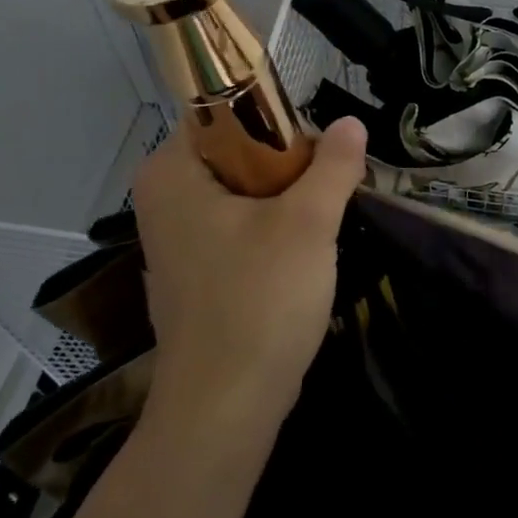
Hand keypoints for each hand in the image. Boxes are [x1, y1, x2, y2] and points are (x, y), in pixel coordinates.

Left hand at [132, 117, 367, 437]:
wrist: (225, 409)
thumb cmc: (259, 301)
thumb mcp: (308, 223)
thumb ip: (333, 165)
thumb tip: (352, 122)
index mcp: (172, 171)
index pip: (224, 108)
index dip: (278, 115)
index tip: (322, 143)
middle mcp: (165, 198)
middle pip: (238, 149)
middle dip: (292, 162)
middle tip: (334, 180)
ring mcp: (178, 238)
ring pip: (245, 190)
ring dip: (289, 196)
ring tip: (329, 211)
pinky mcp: (197, 272)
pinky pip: (241, 227)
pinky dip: (274, 228)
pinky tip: (307, 249)